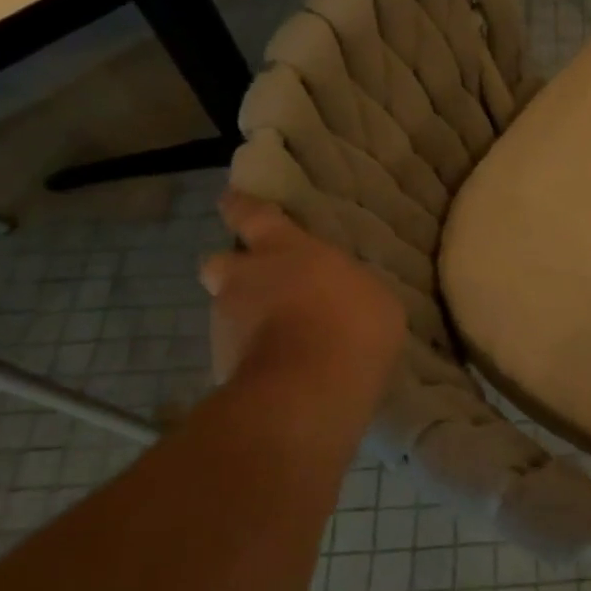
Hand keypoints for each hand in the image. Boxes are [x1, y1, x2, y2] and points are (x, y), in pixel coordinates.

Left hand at [199, 193, 405, 404]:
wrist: (310, 390)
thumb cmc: (351, 324)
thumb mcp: (372, 293)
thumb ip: (346, 285)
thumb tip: (340, 292)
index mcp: (283, 249)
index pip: (252, 214)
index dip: (242, 207)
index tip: (231, 199)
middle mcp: (244, 279)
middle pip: (219, 262)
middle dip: (233, 270)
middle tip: (260, 284)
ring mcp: (227, 325)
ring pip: (228, 311)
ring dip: (248, 318)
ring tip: (283, 338)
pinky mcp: (222, 367)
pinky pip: (238, 352)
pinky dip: (255, 356)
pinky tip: (284, 370)